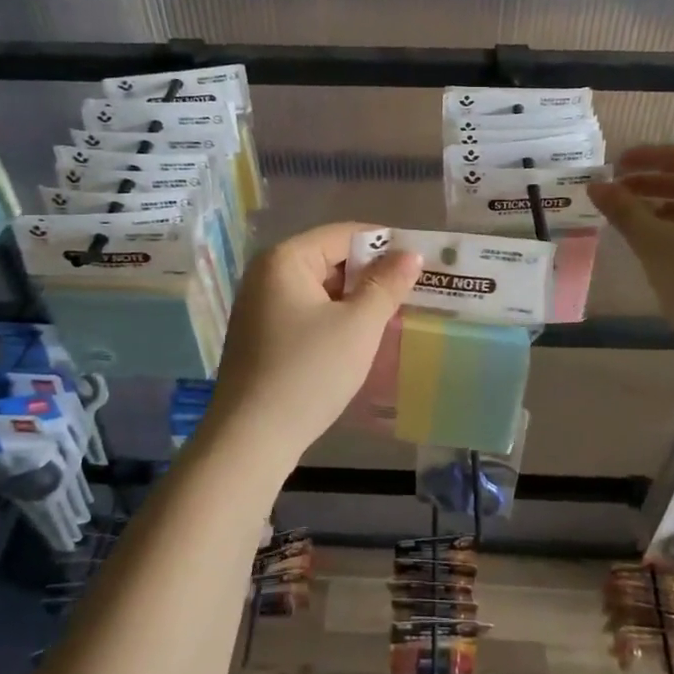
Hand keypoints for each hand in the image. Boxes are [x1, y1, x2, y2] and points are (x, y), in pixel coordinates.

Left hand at [206, 223, 422, 469]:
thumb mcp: (358, 326)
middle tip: (412, 291)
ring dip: (355, 298)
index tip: (421, 262)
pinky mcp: (261, 334)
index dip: (385, 244)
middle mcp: (267, 273)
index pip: (344, 234)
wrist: (251, 440)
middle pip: (330, 258)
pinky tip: (359, 337)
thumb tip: (411, 254)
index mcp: (286, 259)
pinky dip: (334, 317)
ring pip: (320, 287)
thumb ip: (387, 285)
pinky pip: (306, 310)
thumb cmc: (309, 372)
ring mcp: (259, 305)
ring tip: (393, 313)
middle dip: (371, 273)